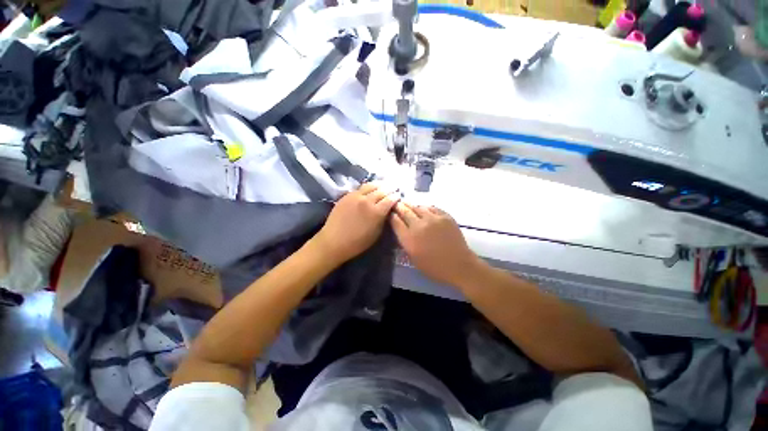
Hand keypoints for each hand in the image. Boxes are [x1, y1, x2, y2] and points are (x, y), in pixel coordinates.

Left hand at [314, 183, 399, 263]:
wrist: (334, 241)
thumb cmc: (358, 242)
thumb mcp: (376, 233)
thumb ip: (383, 219)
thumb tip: (388, 209)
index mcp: (376, 212)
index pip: (390, 199)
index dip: (396, 197)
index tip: (399, 196)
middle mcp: (367, 200)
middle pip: (382, 190)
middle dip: (390, 189)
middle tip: (394, 188)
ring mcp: (355, 196)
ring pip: (371, 185)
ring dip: (379, 185)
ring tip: (383, 185)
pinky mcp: (347, 195)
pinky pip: (360, 188)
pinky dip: (368, 187)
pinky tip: (370, 188)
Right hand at [390, 203, 482, 286]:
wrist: (458, 265)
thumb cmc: (434, 267)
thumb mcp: (413, 258)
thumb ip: (405, 242)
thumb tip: (401, 229)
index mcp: (409, 238)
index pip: (395, 221)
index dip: (391, 215)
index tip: (390, 213)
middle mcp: (419, 225)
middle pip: (405, 211)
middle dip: (398, 206)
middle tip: (396, 203)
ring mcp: (433, 219)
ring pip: (417, 207)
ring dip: (411, 206)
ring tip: (409, 206)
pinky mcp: (445, 216)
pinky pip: (431, 207)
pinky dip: (425, 208)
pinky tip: (424, 210)